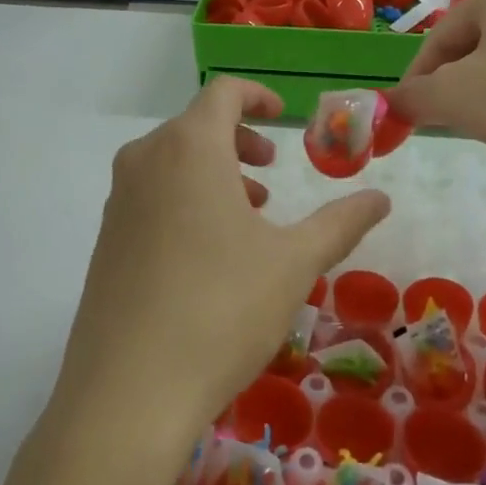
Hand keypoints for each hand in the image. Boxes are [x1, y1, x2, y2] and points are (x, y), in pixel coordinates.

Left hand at [52, 78, 390, 473]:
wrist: (128, 391)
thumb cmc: (221, 310)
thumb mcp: (294, 263)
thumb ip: (341, 222)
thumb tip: (381, 198)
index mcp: (189, 147)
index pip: (222, 93)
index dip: (257, 96)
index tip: (283, 115)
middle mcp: (145, 160)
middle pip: (196, 126)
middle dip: (240, 141)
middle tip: (271, 174)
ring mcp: (117, 199)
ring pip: (172, 162)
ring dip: (214, 173)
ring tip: (248, 217)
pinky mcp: (104, 238)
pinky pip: (151, 195)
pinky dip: (185, 199)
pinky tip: (208, 254)